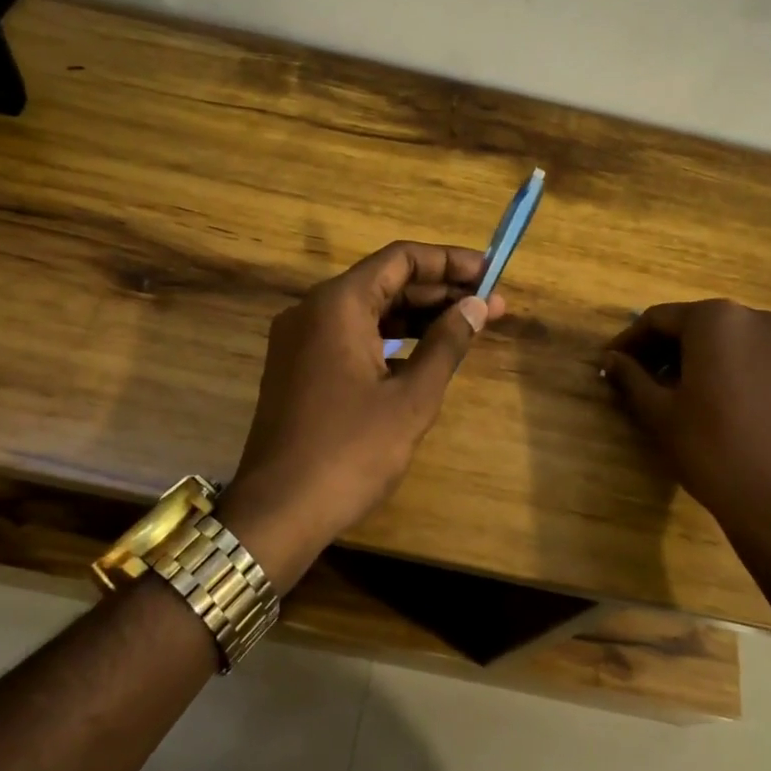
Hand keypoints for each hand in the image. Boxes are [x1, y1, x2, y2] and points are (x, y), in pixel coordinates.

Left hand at [223, 241, 507, 575]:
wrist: (279, 511)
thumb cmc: (350, 451)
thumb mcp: (410, 398)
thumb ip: (447, 344)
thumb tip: (477, 304)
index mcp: (337, 304)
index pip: (400, 259)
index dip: (449, 261)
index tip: (490, 271)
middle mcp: (313, 310)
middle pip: (385, 282)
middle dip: (439, 291)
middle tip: (492, 304)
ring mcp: (300, 339)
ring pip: (368, 311)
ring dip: (417, 316)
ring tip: (469, 325)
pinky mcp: (298, 368)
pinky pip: (350, 336)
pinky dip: (389, 339)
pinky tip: (425, 354)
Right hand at [602, 299, 770, 574]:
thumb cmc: (710, 448)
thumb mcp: (659, 411)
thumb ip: (630, 376)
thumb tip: (610, 359)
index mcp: (715, 318)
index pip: (658, 319)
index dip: (629, 341)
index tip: (608, 363)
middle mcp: (753, 316)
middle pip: (692, 323)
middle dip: (660, 348)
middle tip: (632, 376)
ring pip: (720, 337)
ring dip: (689, 356)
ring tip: (663, 387)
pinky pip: (745, 351)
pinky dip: (719, 363)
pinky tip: (701, 393)